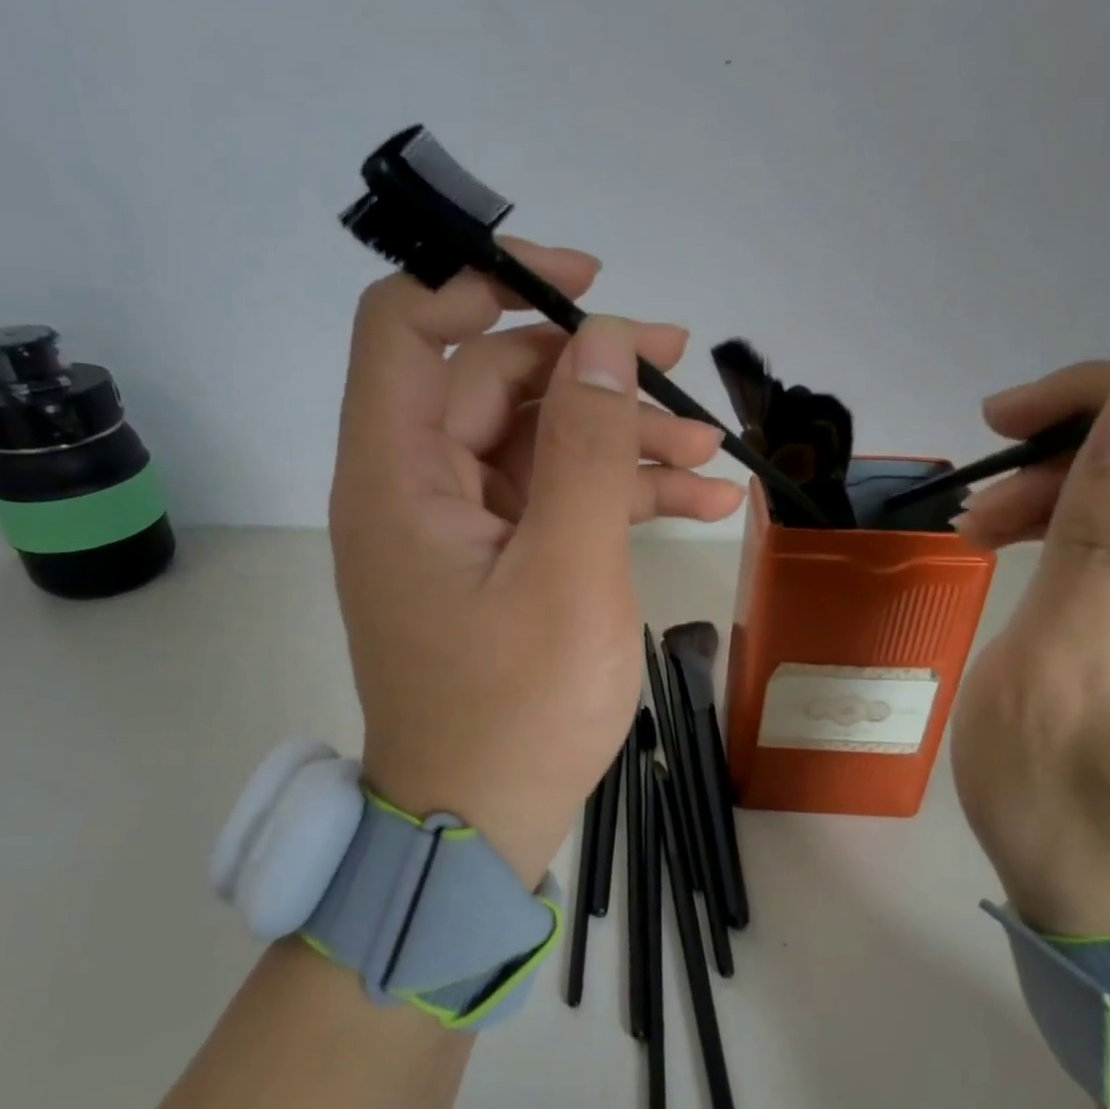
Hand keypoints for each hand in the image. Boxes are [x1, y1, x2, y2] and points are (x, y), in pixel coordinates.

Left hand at [328, 239, 742, 883]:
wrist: (479, 823)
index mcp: (400, 476)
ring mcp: (462, 528)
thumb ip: (582, 447)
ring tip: (710, 457)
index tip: (581, 289)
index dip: (485, 285)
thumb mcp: (565, 573)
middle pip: (496, 384)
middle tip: (680, 371)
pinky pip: (554, 501)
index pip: (408, 328)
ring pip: (538, 444)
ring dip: (621, 439)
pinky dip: (619, 495)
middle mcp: (418, 487)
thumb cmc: (515, 711)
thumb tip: (600, 340)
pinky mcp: (498, 563)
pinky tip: (704, 506)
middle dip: (592, 372)